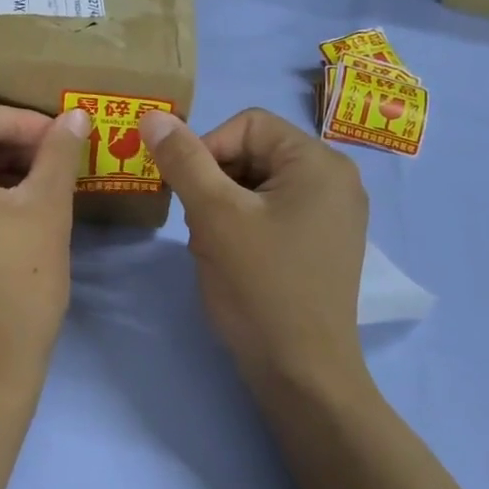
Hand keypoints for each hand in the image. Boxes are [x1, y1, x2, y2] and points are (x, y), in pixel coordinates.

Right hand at [140, 108, 368, 396]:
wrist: (301, 373)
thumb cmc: (260, 286)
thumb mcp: (214, 216)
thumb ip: (183, 160)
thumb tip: (153, 115)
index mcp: (319, 162)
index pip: (247, 125)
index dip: (206, 150)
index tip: (186, 193)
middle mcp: (335, 180)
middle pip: (254, 153)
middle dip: (214, 184)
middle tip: (199, 226)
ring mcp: (332, 215)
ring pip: (257, 187)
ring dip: (223, 208)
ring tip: (213, 249)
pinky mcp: (322, 245)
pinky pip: (272, 214)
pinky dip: (242, 228)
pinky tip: (231, 261)